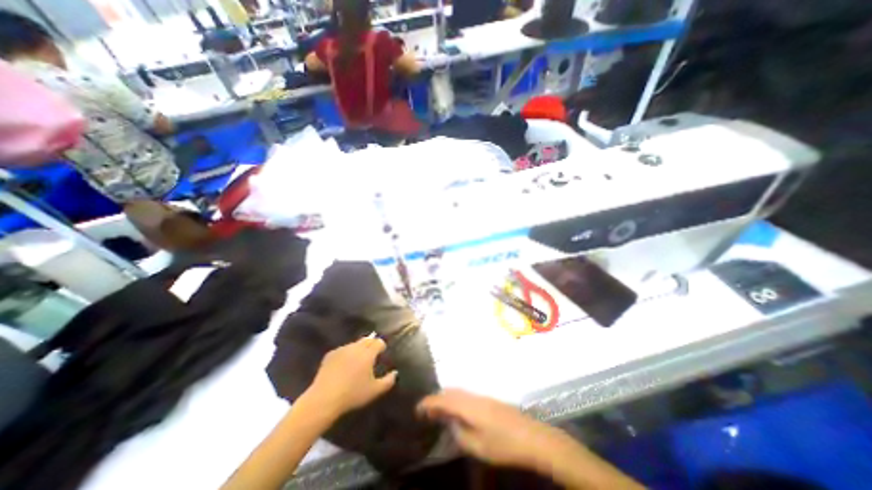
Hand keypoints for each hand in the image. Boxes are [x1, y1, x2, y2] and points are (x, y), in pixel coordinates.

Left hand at [301, 337, 395, 420]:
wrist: (324, 398)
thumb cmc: (353, 394)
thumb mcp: (374, 391)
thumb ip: (388, 381)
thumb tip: (395, 373)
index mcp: (368, 353)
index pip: (378, 342)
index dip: (382, 346)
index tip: (382, 352)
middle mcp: (356, 347)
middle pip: (367, 339)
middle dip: (371, 344)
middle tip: (372, 354)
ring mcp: (342, 349)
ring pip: (354, 344)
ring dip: (359, 348)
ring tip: (358, 359)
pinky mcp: (330, 354)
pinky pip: (342, 350)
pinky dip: (346, 353)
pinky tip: (344, 364)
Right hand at [414, 390, 572, 471]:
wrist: (531, 436)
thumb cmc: (503, 444)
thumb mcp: (478, 446)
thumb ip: (460, 434)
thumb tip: (451, 424)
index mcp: (468, 406)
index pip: (442, 400)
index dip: (428, 403)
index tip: (417, 408)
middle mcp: (473, 396)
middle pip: (450, 391)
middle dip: (436, 398)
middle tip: (426, 410)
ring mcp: (482, 396)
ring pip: (458, 391)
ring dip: (446, 397)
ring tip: (439, 409)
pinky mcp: (489, 399)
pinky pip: (466, 394)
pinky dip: (456, 398)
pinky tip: (458, 409)